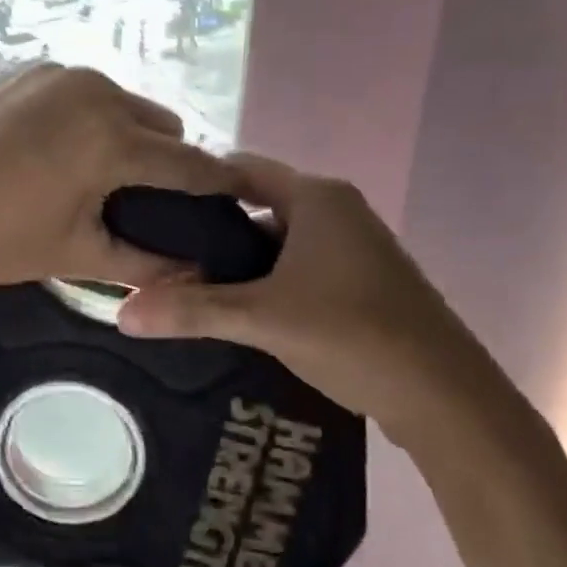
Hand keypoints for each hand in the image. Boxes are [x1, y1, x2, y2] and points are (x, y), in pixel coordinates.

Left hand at [0, 64, 235, 302]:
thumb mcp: (74, 254)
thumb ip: (143, 261)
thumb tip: (194, 274)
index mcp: (111, 137)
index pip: (189, 163)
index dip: (220, 185)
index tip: (240, 199)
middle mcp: (91, 90)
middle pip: (159, 126)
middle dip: (165, 162)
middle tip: (144, 202)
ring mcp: (51, 74)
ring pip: (118, 103)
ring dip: (123, 137)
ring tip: (94, 179)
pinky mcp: (18, 72)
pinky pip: (75, 93)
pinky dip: (82, 119)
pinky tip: (51, 153)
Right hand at [117, 154, 485, 430]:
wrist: (446, 398)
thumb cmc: (352, 335)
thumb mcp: (261, 319)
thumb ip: (191, 311)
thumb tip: (120, 313)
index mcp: (317, 198)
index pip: (240, 168)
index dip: (195, 185)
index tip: (153, 210)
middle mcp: (337, 211)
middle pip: (256, 205)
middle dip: (211, 231)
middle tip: (162, 255)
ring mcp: (354, 247)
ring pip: (277, 241)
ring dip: (238, 262)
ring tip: (189, 286)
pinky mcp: (361, 281)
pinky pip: (299, 266)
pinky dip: (266, 281)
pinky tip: (238, 311)